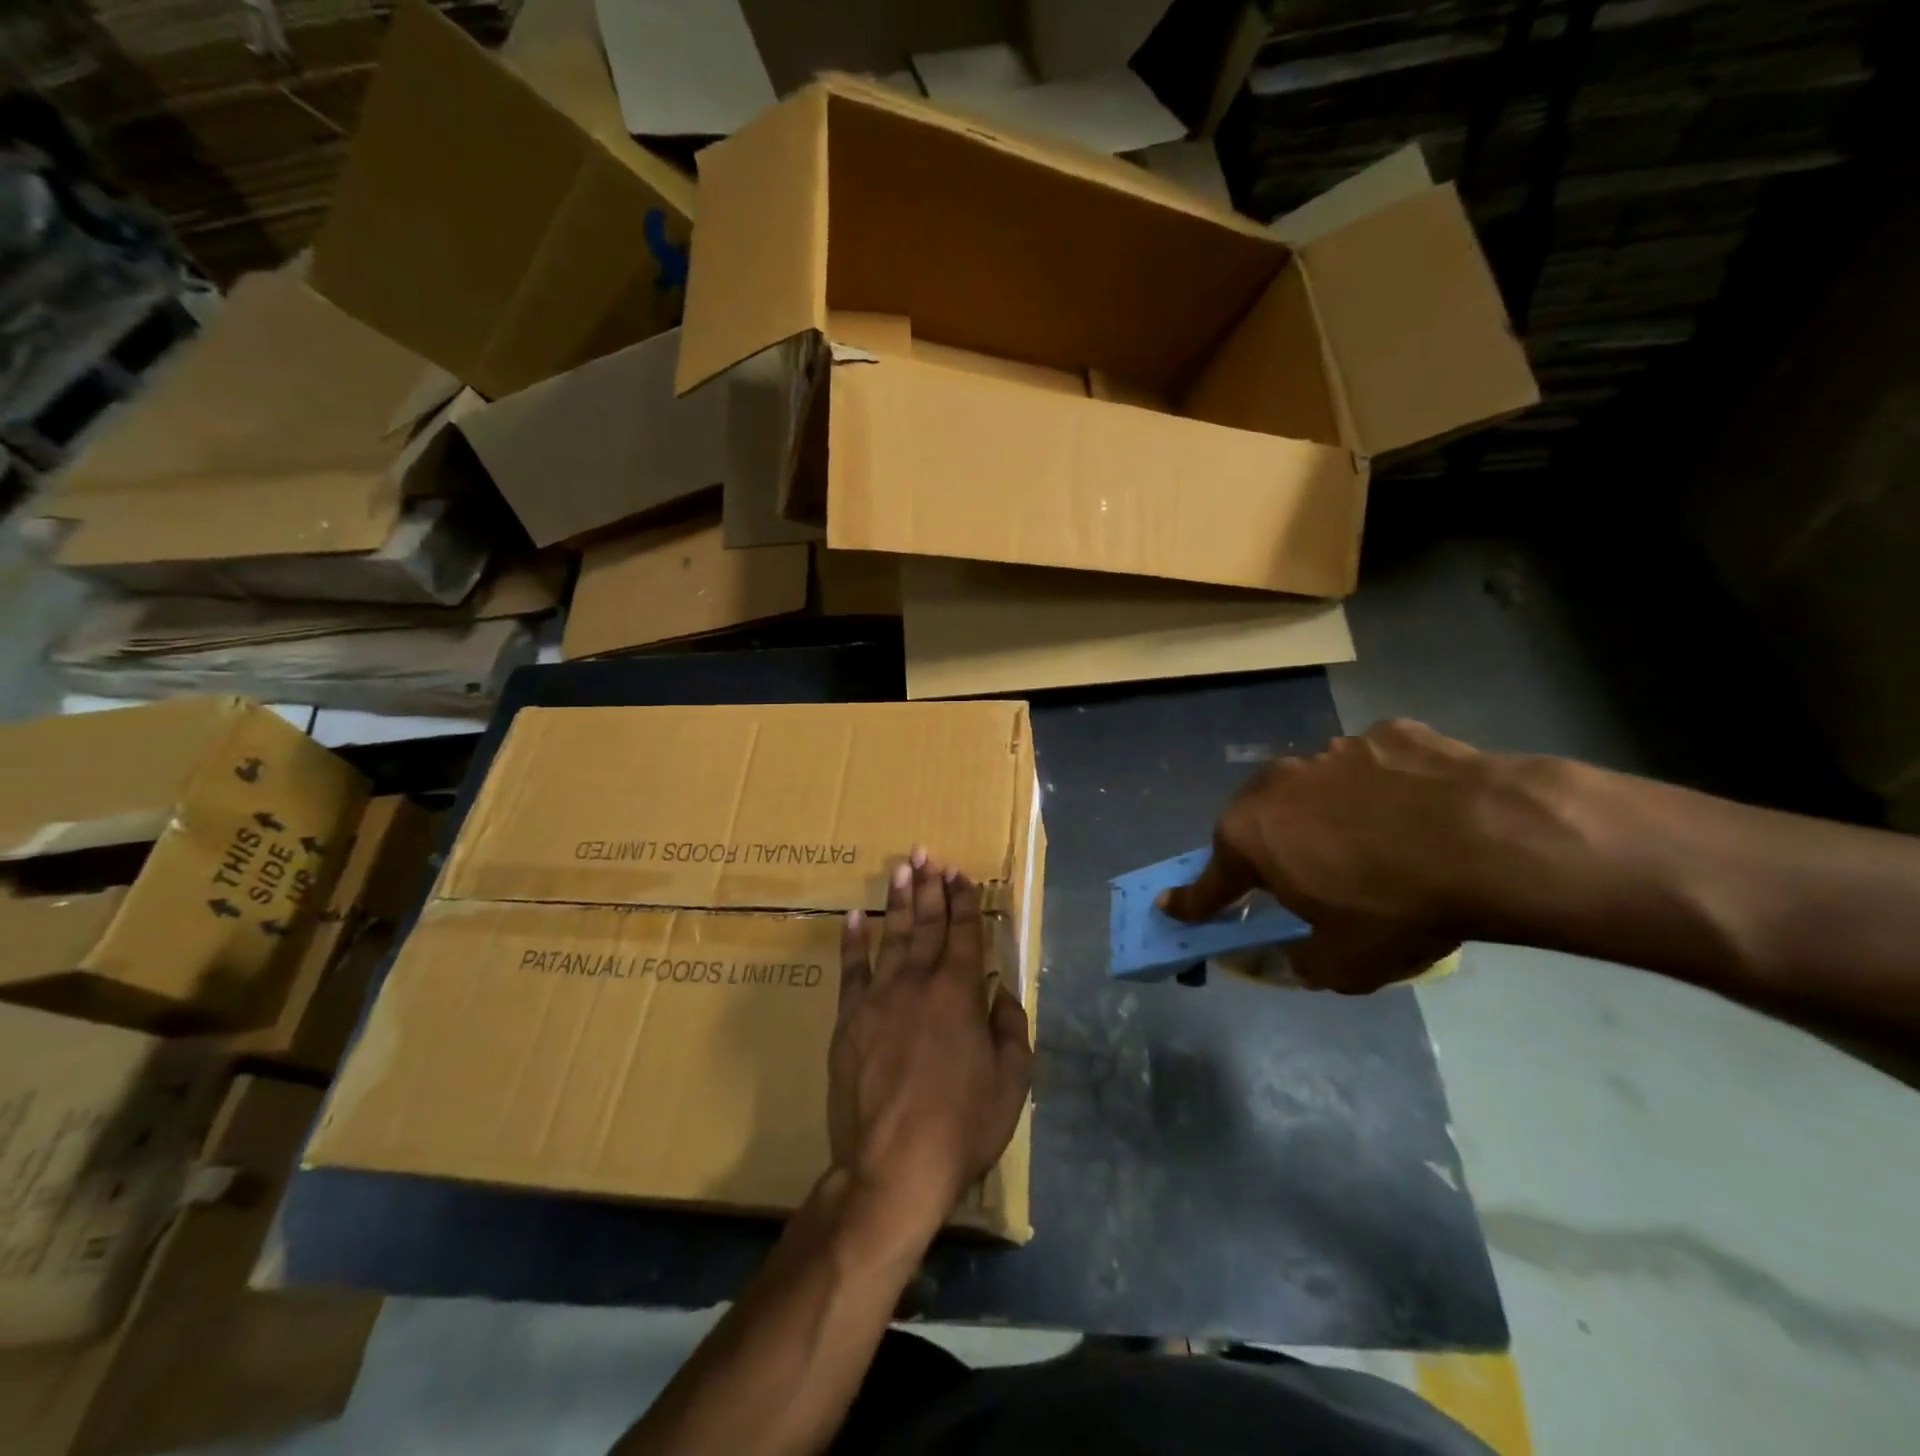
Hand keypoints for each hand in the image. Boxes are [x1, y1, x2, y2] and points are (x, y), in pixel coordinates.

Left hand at [830, 849, 1032, 1242]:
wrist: (892, 1165)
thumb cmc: (961, 1126)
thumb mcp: (1011, 1082)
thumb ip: (1011, 1029)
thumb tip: (1003, 993)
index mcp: (961, 994)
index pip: (965, 935)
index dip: (965, 902)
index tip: (962, 874)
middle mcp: (920, 983)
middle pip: (927, 925)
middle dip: (931, 888)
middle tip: (929, 856)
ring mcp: (880, 997)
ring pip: (892, 936)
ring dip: (898, 900)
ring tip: (901, 868)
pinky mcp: (849, 1019)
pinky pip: (851, 969)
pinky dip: (854, 940)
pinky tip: (856, 916)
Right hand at [1161, 720, 1486, 992]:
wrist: (1494, 840)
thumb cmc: (1398, 907)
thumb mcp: (1345, 963)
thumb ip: (1300, 961)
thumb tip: (1288, 956)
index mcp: (1251, 836)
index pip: (1209, 880)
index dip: (1192, 901)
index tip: (1169, 907)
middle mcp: (1276, 785)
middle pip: (1257, 822)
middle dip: (1267, 850)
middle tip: (1299, 879)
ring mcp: (1331, 751)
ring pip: (1313, 789)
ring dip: (1326, 816)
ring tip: (1374, 844)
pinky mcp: (1387, 733)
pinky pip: (1371, 767)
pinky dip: (1380, 789)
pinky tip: (1418, 811)